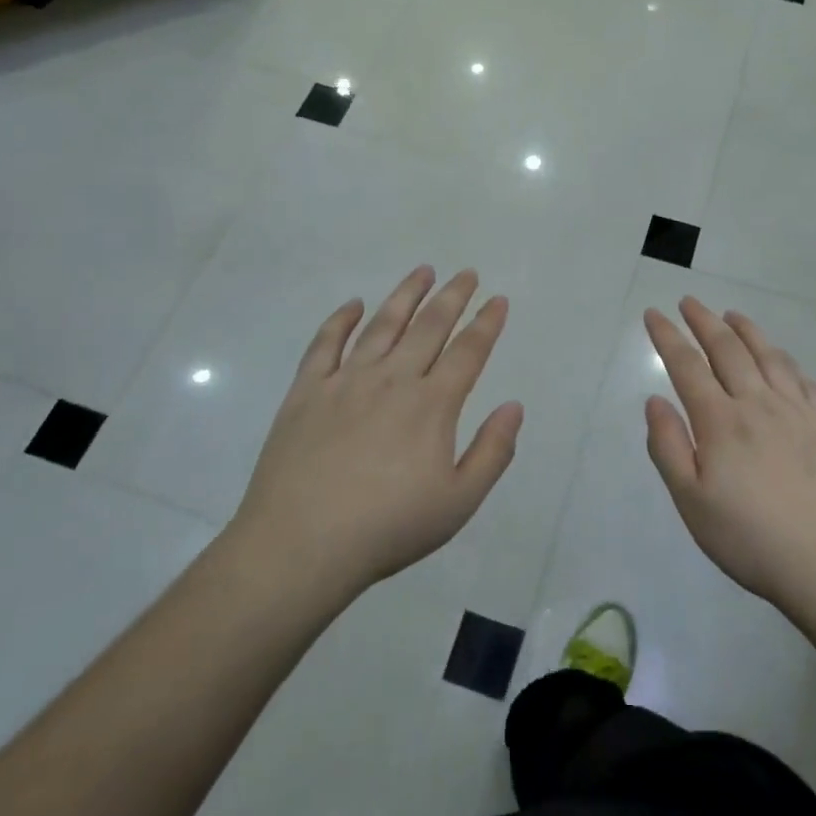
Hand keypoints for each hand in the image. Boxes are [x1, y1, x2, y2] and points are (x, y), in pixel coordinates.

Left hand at [231, 266, 522, 600]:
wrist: (301, 544)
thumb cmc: (388, 528)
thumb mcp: (458, 502)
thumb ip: (493, 451)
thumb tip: (514, 406)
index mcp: (431, 405)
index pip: (468, 352)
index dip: (487, 323)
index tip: (498, 299)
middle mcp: (392, 380)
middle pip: (429, 326)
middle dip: (452, 297)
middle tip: (466, 273)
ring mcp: (345, 381)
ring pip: (382, 325)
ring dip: (405, 295)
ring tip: (422, 271)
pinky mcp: (306, 392)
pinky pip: (324, 344)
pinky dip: (340, 320)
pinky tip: (353, 304)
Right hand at [644, 298, 815, 608]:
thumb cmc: (752, 539)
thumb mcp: (692, 502)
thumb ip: (668, 447)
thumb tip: (654, 400)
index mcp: (720, 421)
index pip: (687, 366)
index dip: (667, 337)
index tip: (653, 313)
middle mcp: (758, 404)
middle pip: (727, 350)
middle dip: (703, 321)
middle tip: (689, 302)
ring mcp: (799, 412)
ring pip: (768, 357)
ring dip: (746, 331)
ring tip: (732, 315)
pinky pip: (804, 380)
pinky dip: (786, 360)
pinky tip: (782, 359)